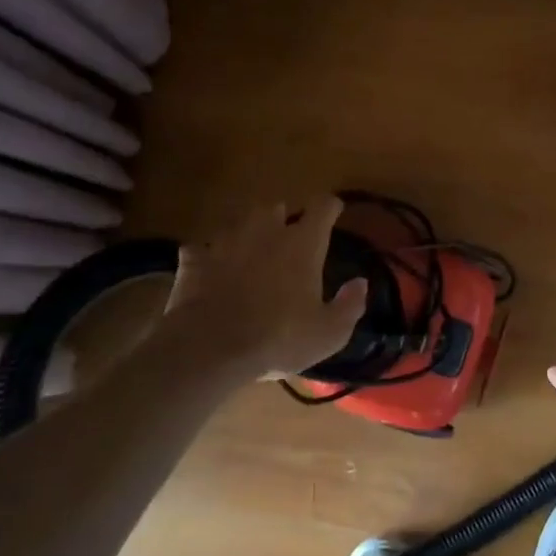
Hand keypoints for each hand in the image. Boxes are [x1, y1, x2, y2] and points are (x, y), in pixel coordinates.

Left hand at [153, 198, 367, 381]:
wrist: (211, 348)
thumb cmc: (279, 338)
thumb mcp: (328, 333)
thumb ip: (349, 305)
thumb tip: (361, 282)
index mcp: (302, 244)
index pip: (322, 207)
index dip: (330, 207)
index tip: (334, 212)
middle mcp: (265, 232)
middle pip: (276, 207)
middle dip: (283, 218)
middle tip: (287, 237)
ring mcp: (226, 242)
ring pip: (238, 222)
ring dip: (247, 232)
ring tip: (250, 250)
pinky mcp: (195, 260)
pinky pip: (200, 249)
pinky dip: (206, 256)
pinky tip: (208, 270)